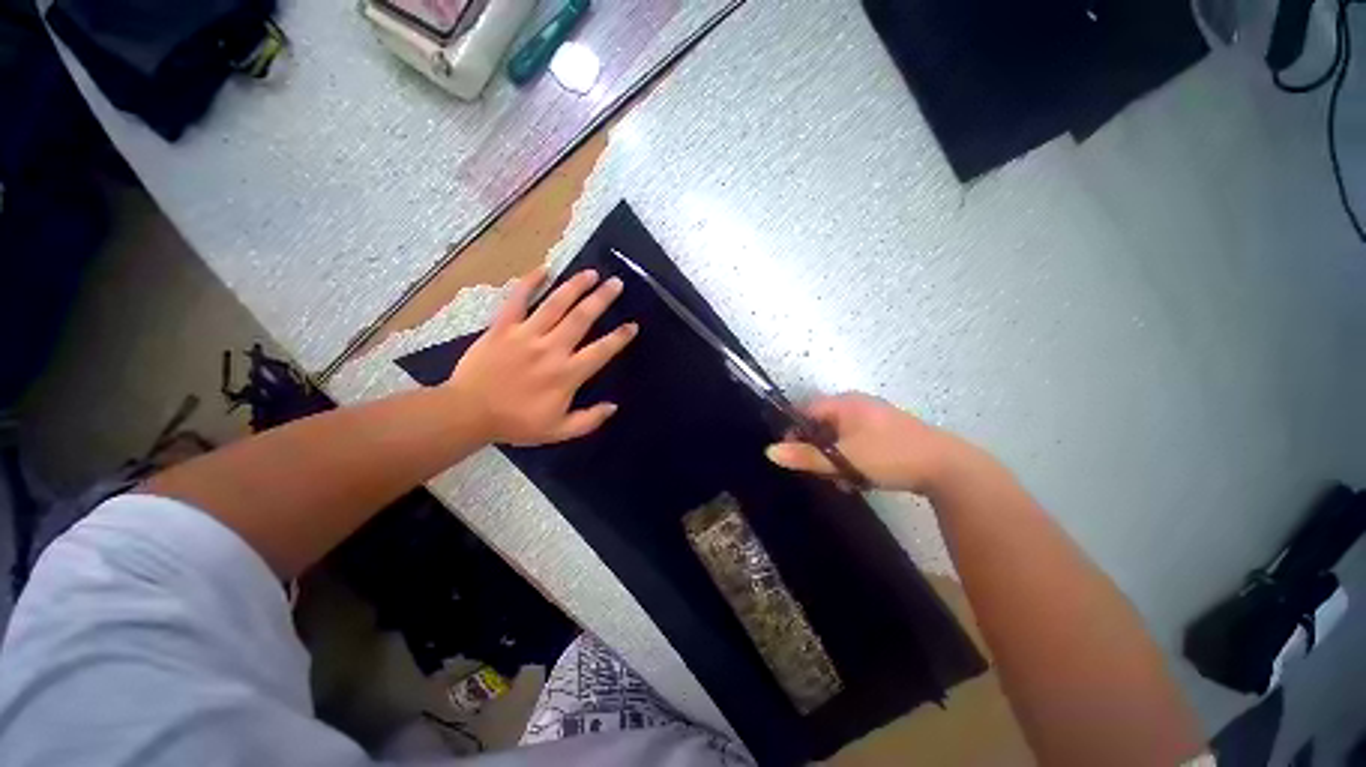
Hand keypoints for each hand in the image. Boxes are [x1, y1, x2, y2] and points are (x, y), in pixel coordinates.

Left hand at [448, 266, 637, 445]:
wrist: (468, 414)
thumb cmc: (516, 423)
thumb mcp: (558, 431)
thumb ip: (588, 420)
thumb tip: (613, 407)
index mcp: (567, 374)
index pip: (601, 351)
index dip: (619, 337)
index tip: (632, 325)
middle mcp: (551, 349)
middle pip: (581, 318)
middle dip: (601, 299)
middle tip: (616, 283)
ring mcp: (525, 335)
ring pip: (555, 304)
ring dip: (575, 286)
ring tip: (591, 273)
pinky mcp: (502, 328)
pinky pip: (517, 300)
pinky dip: (529, 283)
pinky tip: (543, 270)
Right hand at [764, 392, 975, 493]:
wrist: (946, 466)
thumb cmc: (888, 456)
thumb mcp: (842, 459)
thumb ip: (806, 456)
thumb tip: (769, 452)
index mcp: (844, 403)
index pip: (806, 411)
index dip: (794, 431)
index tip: (792, 454)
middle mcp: (858, 404)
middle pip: (823, 425)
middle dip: (818, 450)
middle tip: (821, 472)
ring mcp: (875, 417)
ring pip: (841, 437)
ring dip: (836, 458)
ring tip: (844, 480)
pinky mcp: (889, 432)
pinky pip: (859, 442)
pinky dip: (853, 458)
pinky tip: (860, 478)